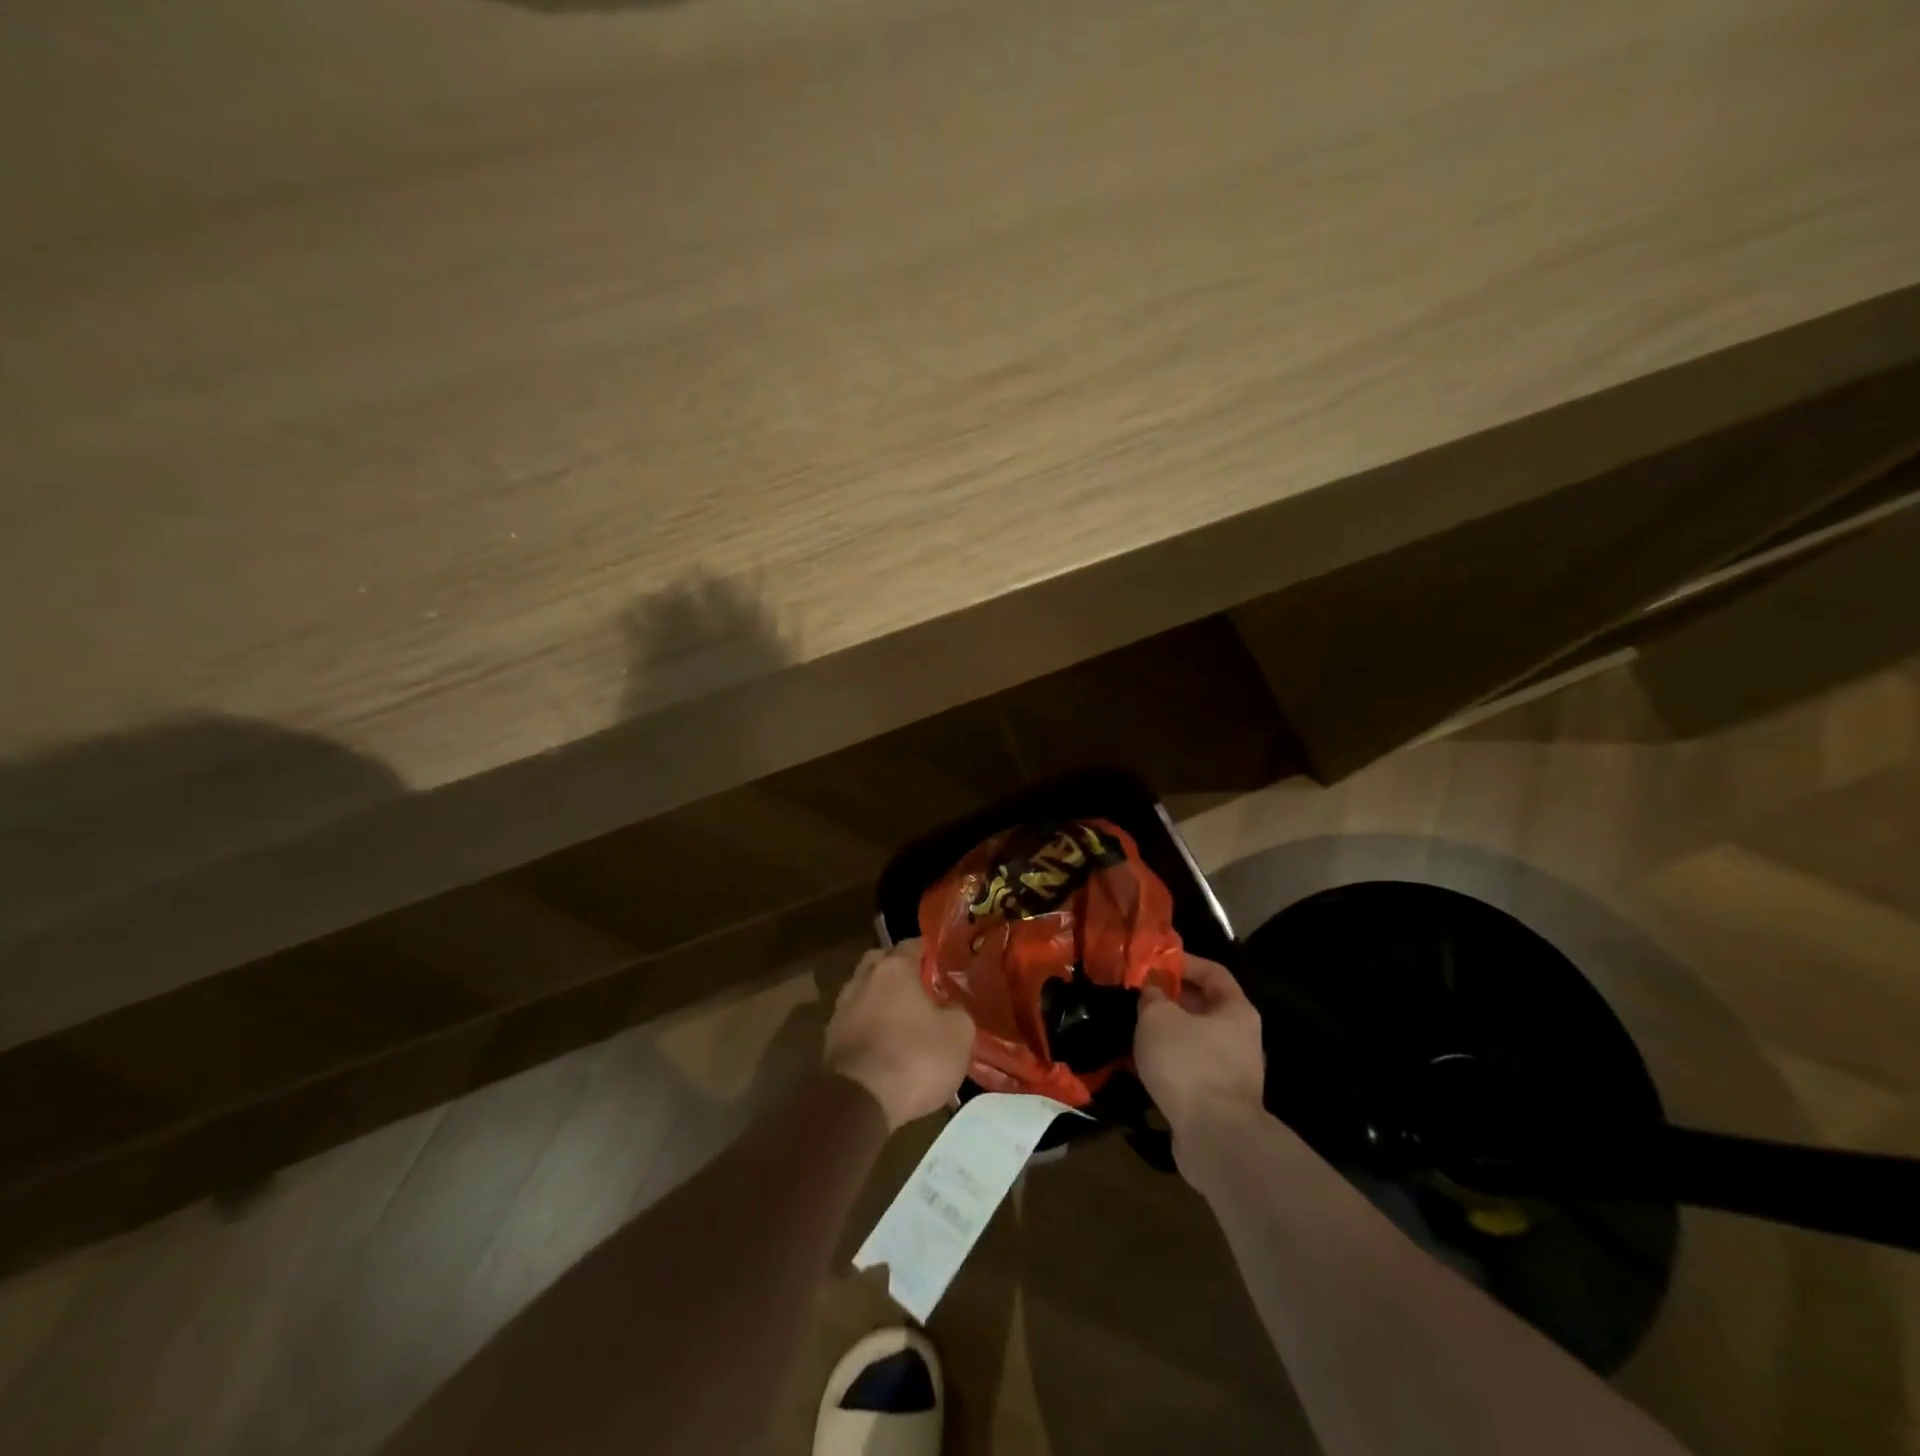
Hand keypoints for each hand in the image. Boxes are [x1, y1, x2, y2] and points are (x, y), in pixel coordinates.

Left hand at [824, 939, 974, 1129]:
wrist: (859, 1103)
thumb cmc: (914, 1058)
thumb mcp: (958, 1034)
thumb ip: (958, 1011)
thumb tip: (951, 1008)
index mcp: (893, 968)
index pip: (912, 944)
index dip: (930, 953)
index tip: (945, 966)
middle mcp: (862, 979)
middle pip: (881, 962)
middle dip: (899, 972)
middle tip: (922, 990)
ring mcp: (841, 1009)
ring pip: (864, 992)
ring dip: (880, 1002)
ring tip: (903, 1022)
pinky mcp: (829, 1040)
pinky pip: (855, 1022)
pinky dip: (869, 1028)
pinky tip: (885, 1047)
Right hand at [1135, 954, 1266, 1148]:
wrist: (1215, 1137)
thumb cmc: (1189, 1063)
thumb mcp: (1158, 1018)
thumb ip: (1152, 996)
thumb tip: (1152, 990)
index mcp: (1235, 1010)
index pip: (1213, 972)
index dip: (1183, 962)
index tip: (1152, 963)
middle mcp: (1239, 1037)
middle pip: (1203, 1007)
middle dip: (1169, 1000)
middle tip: (1137, 996)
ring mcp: (1230, 1071)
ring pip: (1192, 1040)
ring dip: (1165, 1034)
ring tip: (1133, 1029)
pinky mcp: (1216, 1099)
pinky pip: (1187, 1070)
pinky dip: (1166, 1064)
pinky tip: (1138, 1065)